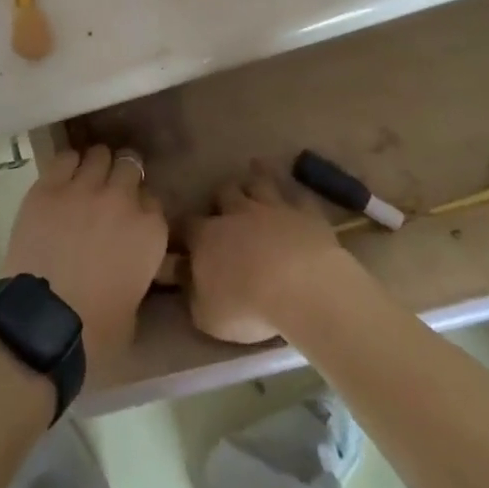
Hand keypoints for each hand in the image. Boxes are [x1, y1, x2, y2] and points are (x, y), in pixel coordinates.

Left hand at [1, 145, 168, 378]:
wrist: (44, 324)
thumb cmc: (96, 330)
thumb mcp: (135, 304)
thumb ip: (139, 271)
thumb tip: (129, 265)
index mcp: (150, 230)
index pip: (152, 199)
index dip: (139, 207)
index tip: (130, 217)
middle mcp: (122, 199)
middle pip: (129, 166)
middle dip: (122, 176)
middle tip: (110, 192)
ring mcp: (85, 188)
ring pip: (99, 154)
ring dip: (96, 166)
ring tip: (86, 179)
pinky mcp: (50, 186)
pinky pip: (65, 158)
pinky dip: (67, 164)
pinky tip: (63, 177)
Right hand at [186, 162, 351, 344]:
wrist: (302, 289)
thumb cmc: (247, 306)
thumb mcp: (207, 315)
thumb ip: (193, 294)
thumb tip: (184, 278)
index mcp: (206, 236)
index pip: (186, 225)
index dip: (182, 230)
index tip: (182, 238)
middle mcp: (237, 213)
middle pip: (224, 192)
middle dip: (222, 197)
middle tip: (224, 208)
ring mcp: (273, 208)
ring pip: (260, 182)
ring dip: (256, 177)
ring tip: (255, 172)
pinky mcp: (306, 213)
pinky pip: (298, 197)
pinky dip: (294, 197)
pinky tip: (295, 199)